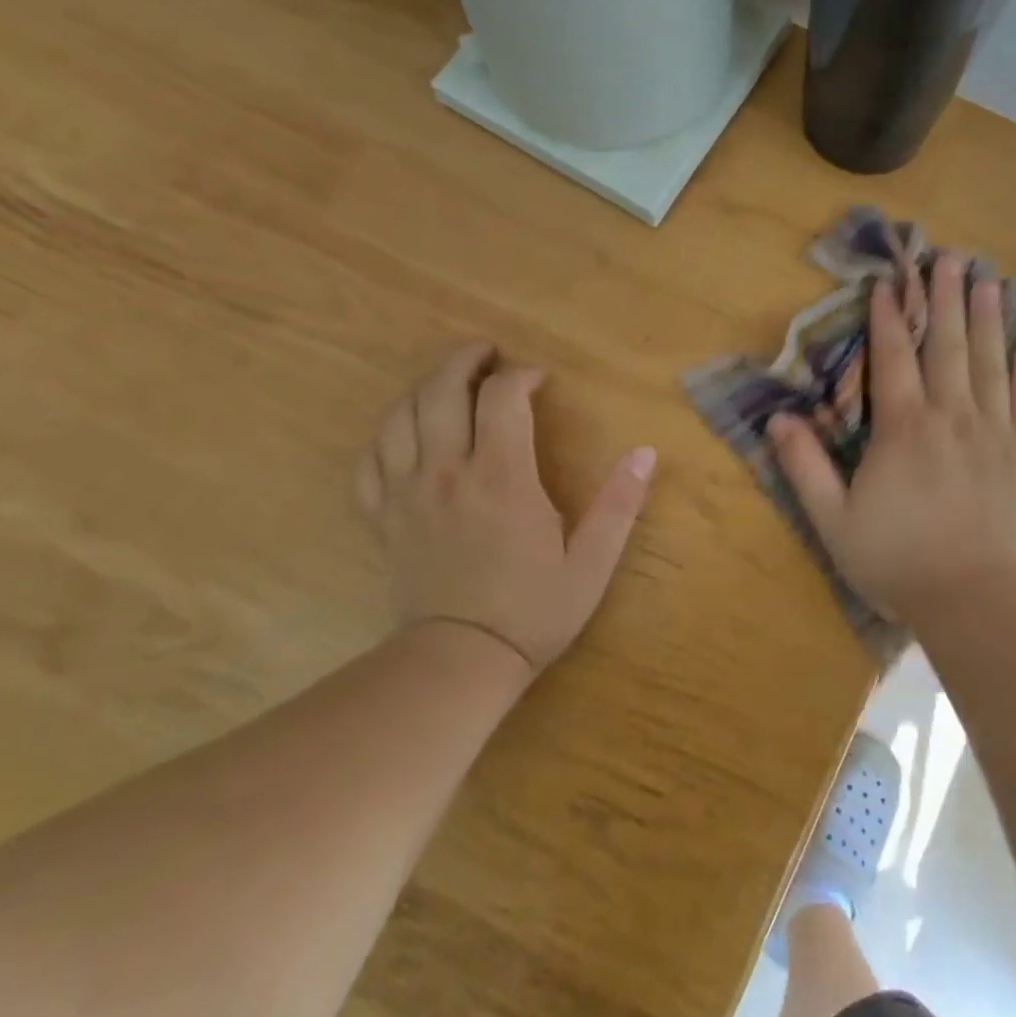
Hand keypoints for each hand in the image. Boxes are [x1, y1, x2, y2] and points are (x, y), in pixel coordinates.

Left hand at [356, 342, 655, 675]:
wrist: (460, 663)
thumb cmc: (532, 611)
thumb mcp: (591, 562)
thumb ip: (619, 504)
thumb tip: (645, 453)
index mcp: (501, 477)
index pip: (503, 398)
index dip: (521, 376)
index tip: (539, 379)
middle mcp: (448, 472)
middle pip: (441, 390)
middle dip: (464, 361)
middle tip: (484, 354)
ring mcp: (407, 494)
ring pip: (399, 416)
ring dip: (421, 387)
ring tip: (445, 382)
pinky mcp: (384, 518)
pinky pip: (370, 461)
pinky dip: (384, 436)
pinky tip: (401, 434)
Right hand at [767, 253, 1015, 628]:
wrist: (979, 602)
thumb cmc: (899, 563)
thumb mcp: (834, 521)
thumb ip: (805, 467)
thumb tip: (779, 419)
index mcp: (903, 429)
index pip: (893, 358)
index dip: (889, 317)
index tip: (889, 282)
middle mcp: (951, 417)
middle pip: (946, 346)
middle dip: (944, 298)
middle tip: (949, 256)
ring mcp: (995, 433)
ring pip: (990, 363)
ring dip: (986, 319)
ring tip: (987, 279)